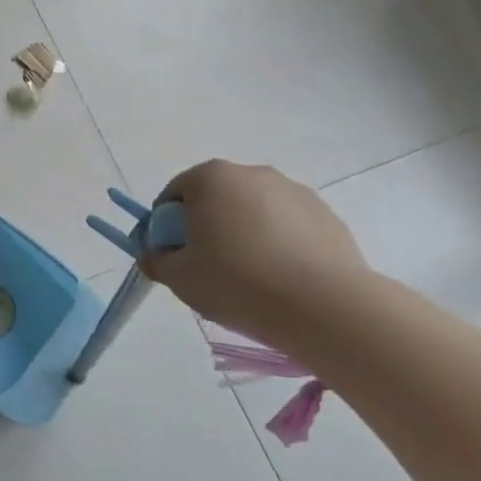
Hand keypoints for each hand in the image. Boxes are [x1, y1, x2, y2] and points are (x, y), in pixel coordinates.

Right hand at [141, 160, 366, 342]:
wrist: (325, 307)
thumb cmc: (238, 282)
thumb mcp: (180, 278)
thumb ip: (157, 261)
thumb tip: (152, 256)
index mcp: (211, 178)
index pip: (174, 194)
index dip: (166, 226)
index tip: (171, 256)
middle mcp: (252, 173)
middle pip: (216, 198)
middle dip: (208, 226)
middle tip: (208, 267)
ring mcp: (294, 192)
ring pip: (255, 212)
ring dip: (245, 234)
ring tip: (251, 278)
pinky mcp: (328, 216)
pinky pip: (290, 227)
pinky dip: (280, 245)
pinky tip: (283, 280)